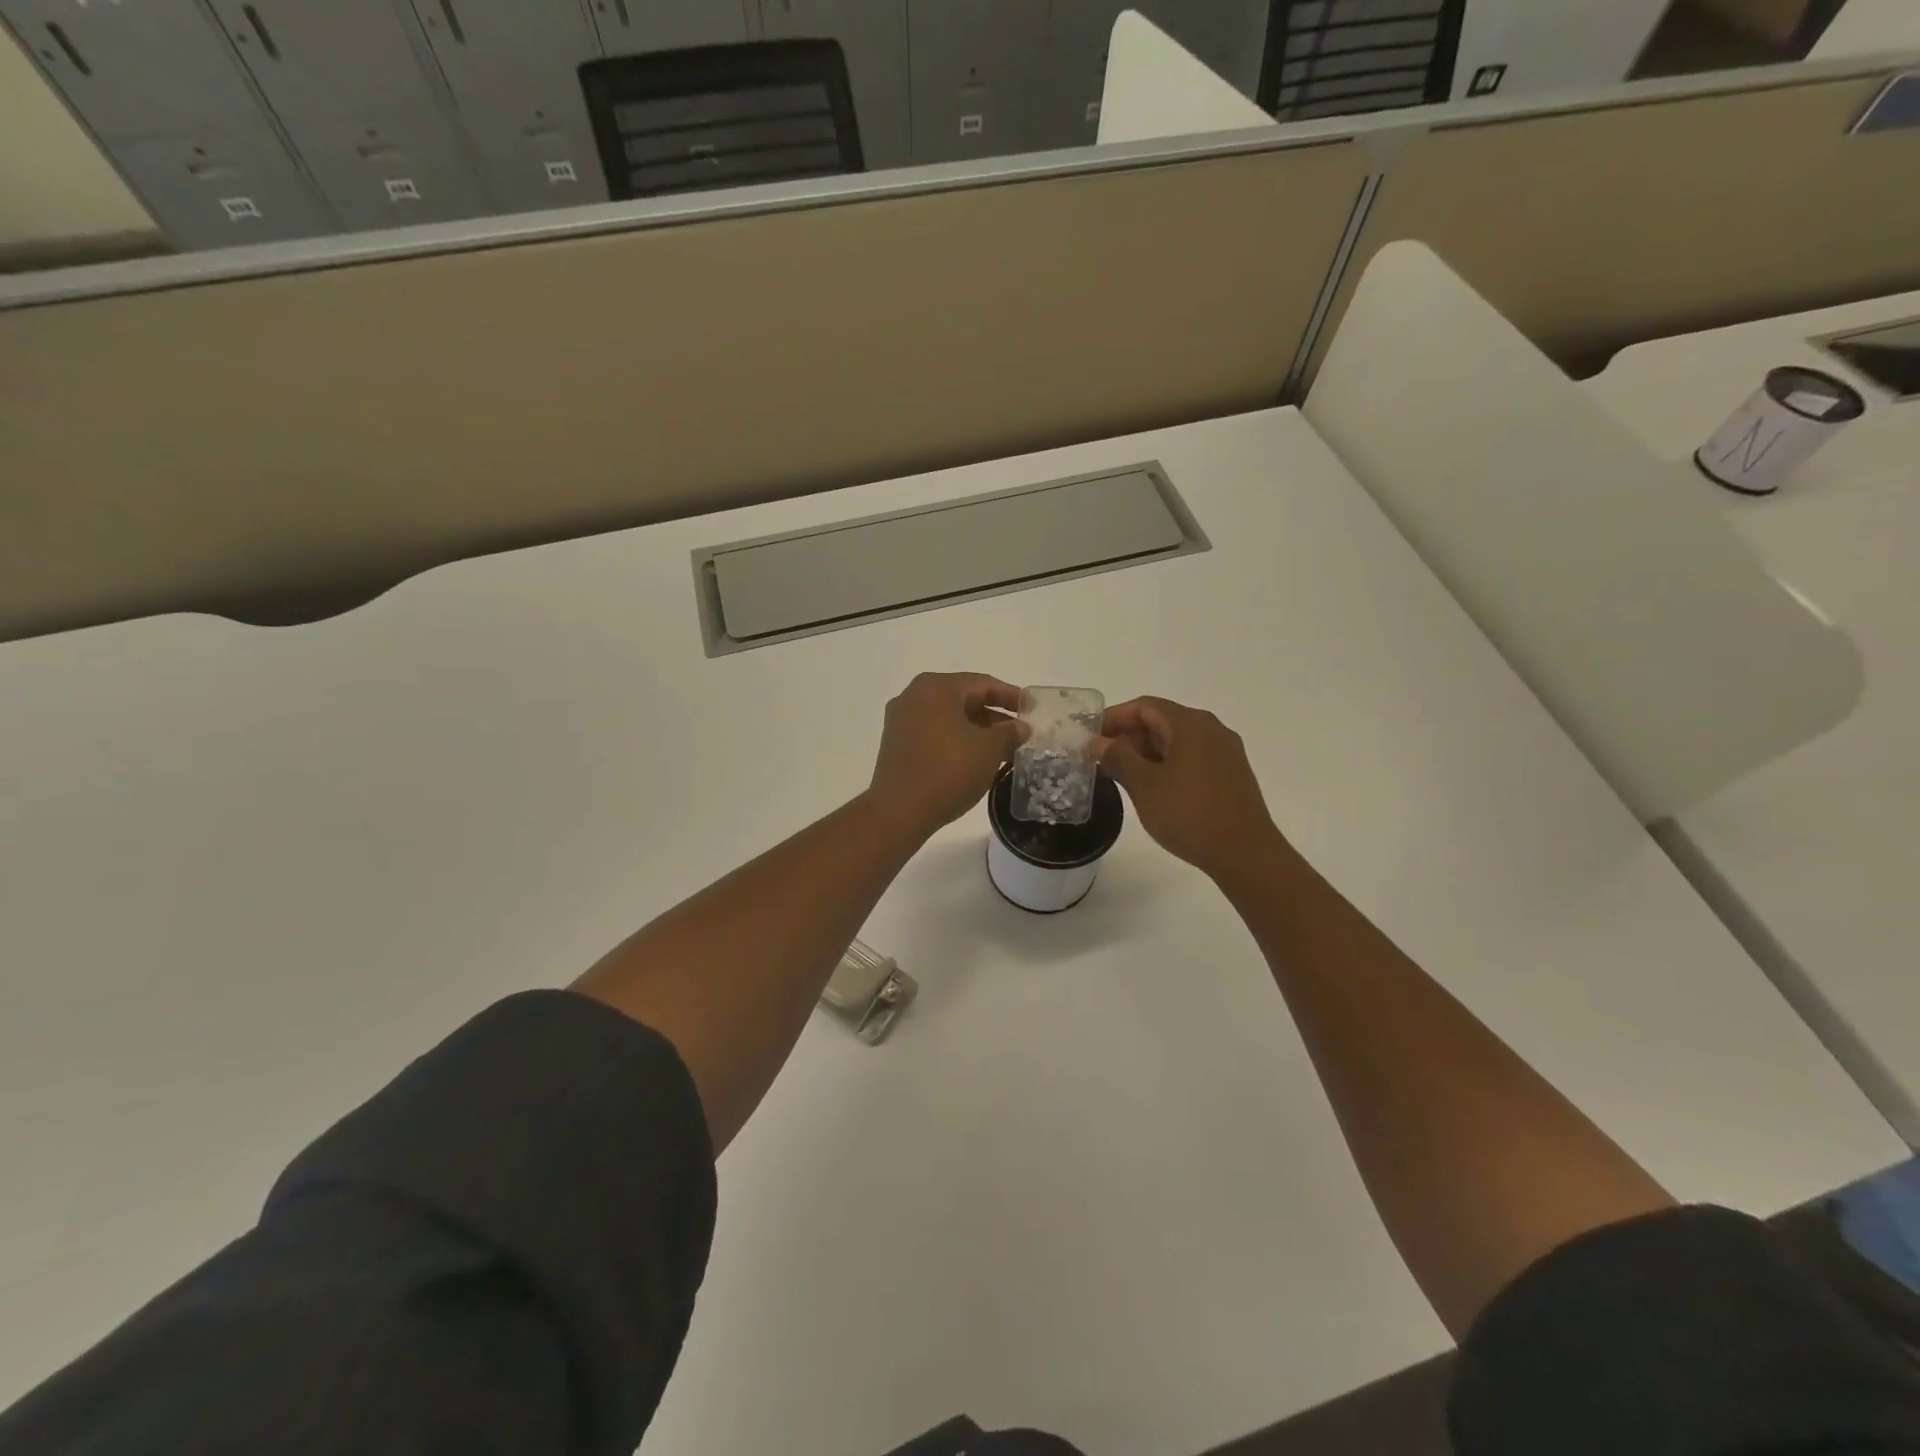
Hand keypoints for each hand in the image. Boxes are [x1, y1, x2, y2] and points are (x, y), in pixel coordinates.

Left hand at [867, 673, 1028, 841]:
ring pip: (949, 719)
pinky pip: (934, 734)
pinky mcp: (896, 744)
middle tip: (1020, 733)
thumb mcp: (988, 750)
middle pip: (964, 699)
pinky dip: (957, 741)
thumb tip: (1021, 727)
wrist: (899, 811)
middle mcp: (914, 696)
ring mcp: (901, 720)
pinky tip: (976, 761)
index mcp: (936, 687)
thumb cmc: (948, 771)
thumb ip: (1009, 733)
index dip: (1011, 696)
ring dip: (977, 732)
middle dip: (995, 717)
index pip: (983, 684)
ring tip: (1004, 752)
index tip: (1032, 709)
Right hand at [1095, 697, 1285, 879]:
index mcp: (1190, 724)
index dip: (1113, 718)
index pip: (1144, 706)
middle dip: (1128, 737)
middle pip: (1161, 721)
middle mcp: (1211, 729)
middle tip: (1101, 761)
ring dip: (1145, 754)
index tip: (1089, 738)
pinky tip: (1151, 789)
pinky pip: (1190, 758)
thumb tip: (1098, 742)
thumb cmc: (1190, 813)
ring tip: (1120, 777)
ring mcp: (1224, 752)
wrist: (1246, 853)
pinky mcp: (1230, 775)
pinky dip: (1166, 765)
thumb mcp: (1144, 785)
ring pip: (1176, 742)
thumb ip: (1118, 758)